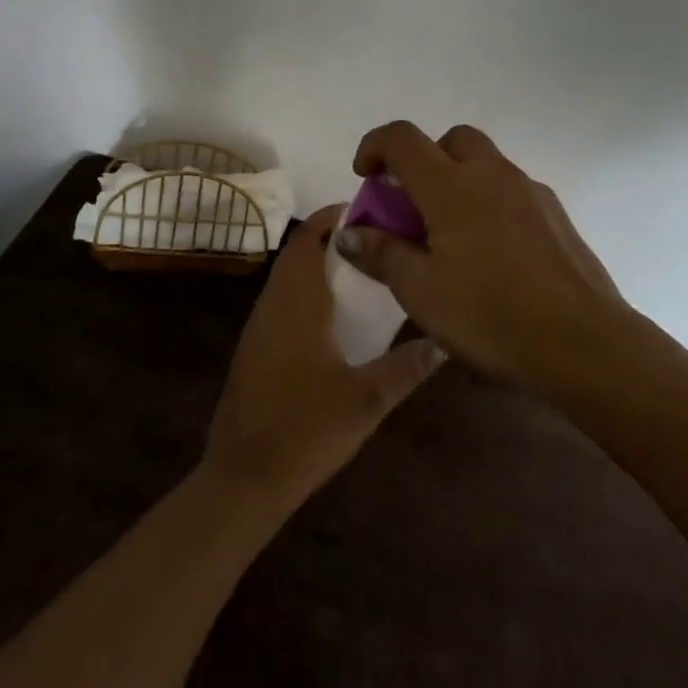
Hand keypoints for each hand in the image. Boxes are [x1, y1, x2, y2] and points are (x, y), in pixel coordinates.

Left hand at [203, 206, 444, 508]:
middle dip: (329, 238)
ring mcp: (259, 326)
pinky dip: (305, 290)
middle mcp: (273, 304)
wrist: (242, 478)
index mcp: (297, 302)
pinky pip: (281, 300)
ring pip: (287, 277)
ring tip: (359, 269)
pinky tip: (332, 315)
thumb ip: (406, 368)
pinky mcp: (254, 348)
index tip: (365, 209)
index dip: (331, 216)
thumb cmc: (305, 430)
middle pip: (297, 253)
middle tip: (372, 239)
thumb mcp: (366, 401)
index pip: (308, 238)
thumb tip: (444, 341)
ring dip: (316, 264)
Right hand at [334, 122, 623, 391]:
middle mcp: (491, 173)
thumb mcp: (421, 291)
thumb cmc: (490, 314)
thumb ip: (381, 254)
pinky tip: (493, 253)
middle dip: (424, 159)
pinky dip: (490, 201)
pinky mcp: (555, 213)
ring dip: (459, 179)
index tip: (365, 176)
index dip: (374, 146)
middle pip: (451, 139)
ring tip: (451, 234)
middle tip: (413, 204)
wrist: (583, 341)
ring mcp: (529, 190)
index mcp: (450, 184)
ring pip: (486, 162)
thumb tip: (350, 232)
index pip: (401, 138)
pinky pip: (512, 189)